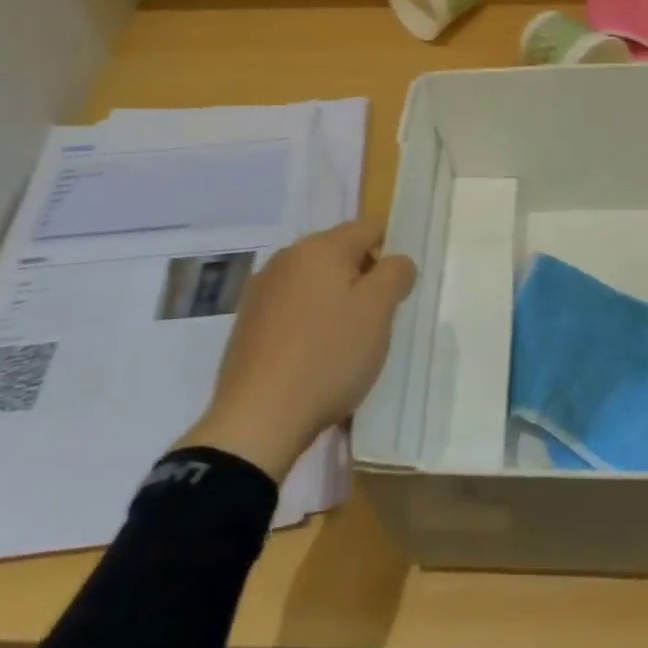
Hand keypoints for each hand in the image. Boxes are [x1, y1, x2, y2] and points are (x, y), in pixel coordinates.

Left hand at [176, 220, 414, 480]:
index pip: (369, 228)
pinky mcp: (248, 324)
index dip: (392, 251)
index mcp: (321, 246)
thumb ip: (395, 274)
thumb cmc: (328, 355)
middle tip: (378, 320)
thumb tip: (396, 261)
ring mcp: (262, 291)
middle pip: (340, 254)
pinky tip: (314, 359)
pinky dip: (310, 324)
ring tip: (347, 344)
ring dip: (336, 302)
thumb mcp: (378, 310)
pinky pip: (293, 310)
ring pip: (316, 283)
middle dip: (363, 279)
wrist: (257, 419)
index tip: (399, 289)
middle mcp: (288, 258)